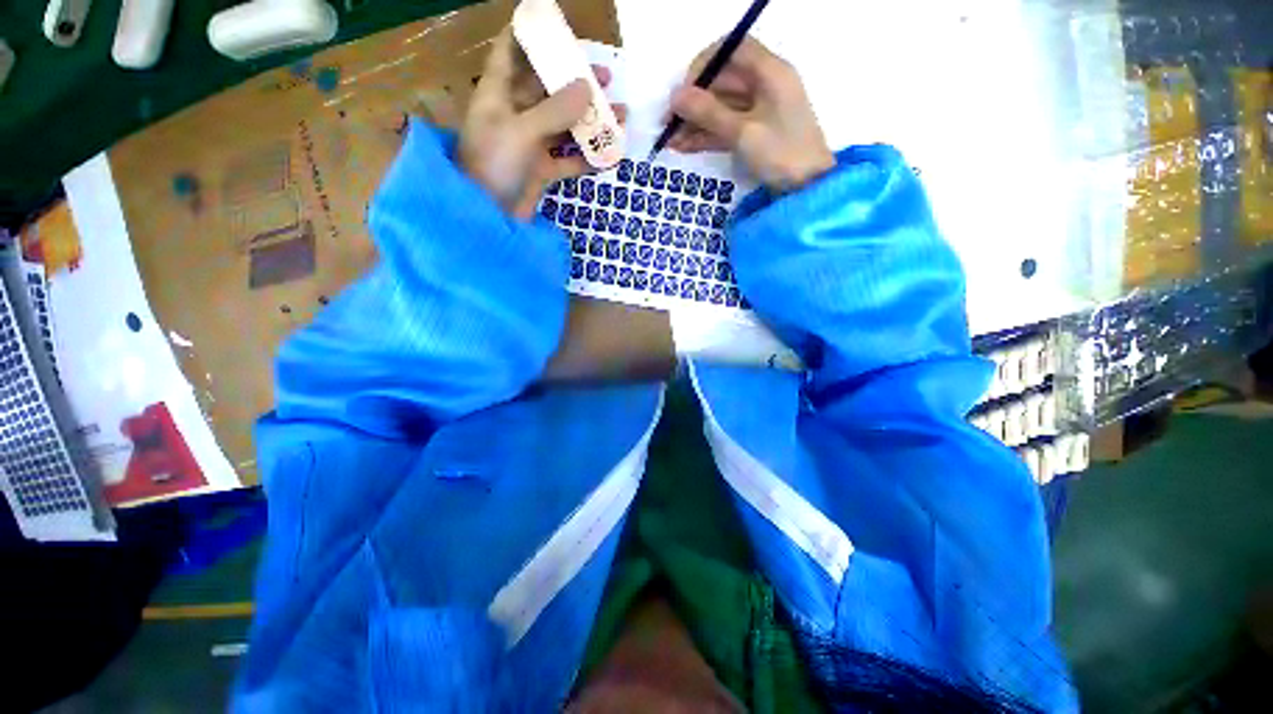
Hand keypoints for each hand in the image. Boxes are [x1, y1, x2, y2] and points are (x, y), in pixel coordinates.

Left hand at [459, 30, 624, 218]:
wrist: (488, 217)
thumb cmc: (494, 165)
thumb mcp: (522, 131)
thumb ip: (555, 110)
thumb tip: (588, 87)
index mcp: (499, 94)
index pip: (510, 52)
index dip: (528, 34)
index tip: (554, 23)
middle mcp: (515, 115)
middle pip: (547, 89)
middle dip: (575, 81)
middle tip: (607, 77)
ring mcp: (530, 145)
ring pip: (564, 126)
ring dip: (590, 122)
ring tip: (621, 116)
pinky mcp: (541, 171)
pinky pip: (568, 160)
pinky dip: (587, 158)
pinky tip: (609, 155)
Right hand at [668, 36, 834, 193]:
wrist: (806, 189)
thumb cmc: (781, 154)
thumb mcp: (743, 132)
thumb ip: (709, 112)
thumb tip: (675, 96)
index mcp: (770, 72)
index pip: (733, 50)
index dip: (705, 65)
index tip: (683, 90)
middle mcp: (764, 86)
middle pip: (722, 83)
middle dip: (694, 102)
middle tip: (668, 123)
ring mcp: (758, 111)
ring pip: (720, 108)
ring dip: (695, 123)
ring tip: (670, 141)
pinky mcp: (753, 134)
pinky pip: (724, 128)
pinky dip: (705, 136)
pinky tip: (683, 147)